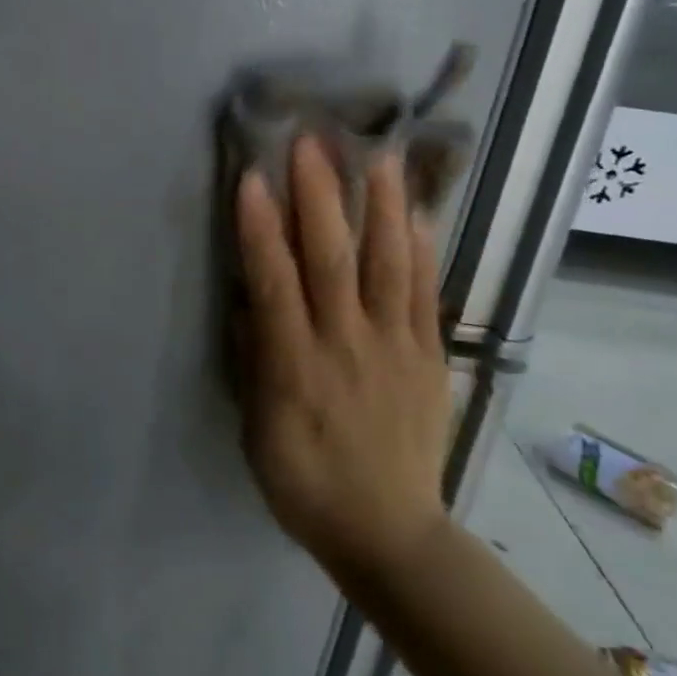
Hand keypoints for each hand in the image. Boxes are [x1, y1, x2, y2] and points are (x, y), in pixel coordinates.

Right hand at [235, 137, 451, 596]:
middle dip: (319, 196)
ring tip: (378, 156)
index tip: (250, 177)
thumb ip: (253, 361)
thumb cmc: (304, 482)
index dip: (259, 227)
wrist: (390, 532)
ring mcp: (395, 347)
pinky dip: (422, 251)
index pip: (273, 281)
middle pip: (332, 258)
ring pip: (389, 265)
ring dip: (381, 207)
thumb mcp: (256, 431)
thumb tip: (248, 302)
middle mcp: (346, 344)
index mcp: (295, 365)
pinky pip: (426, 296)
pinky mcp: (428, 357)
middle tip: (310, 143)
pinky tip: (420, 213)